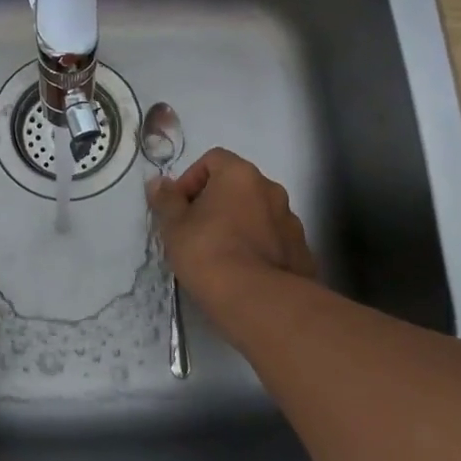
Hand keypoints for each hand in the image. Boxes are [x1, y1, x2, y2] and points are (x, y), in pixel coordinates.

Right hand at [148, 148, 318, 322]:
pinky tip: (244, 272)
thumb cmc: (209, 252)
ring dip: (240, 225)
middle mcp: (271, 189)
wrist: (259, 301)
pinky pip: (274, 240)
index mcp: (240, 175)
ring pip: (258, 214)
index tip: (181, 207)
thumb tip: (158, 183)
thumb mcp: (174, 226)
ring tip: (222, 255)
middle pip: (238, 186)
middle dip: (216, 203)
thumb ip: (166, 200)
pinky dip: (259, 248)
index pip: (213, 159)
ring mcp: (291, 221)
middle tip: (197, 231)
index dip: (192, 179)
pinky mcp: (303, 252)